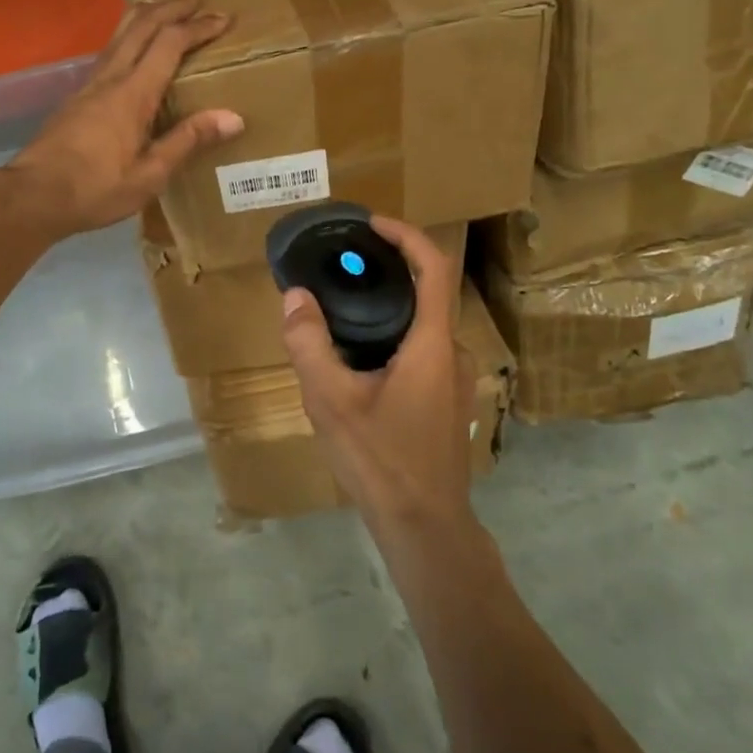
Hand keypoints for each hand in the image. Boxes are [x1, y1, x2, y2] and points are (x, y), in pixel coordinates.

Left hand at [7, 0, 242, 236]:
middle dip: (172, 8)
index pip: (169, 44)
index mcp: (133, 93)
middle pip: (141, 25)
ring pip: (120, 33)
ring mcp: (90, 83)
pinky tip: (134, 48)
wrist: (33, 194)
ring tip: (166, 9)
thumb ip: (188, 141)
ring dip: (147, 15)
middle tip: (198, 0)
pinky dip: (130, 35)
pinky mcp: (77, 95)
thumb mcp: (150, 174)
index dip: (197, 27)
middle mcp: (111, 77)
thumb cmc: (96, 189)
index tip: (223, 18)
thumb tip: (233, 117)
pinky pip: (110, 49)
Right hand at [280, 218, 476, 536]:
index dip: (406, 236)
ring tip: (345, 305)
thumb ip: (309, 344)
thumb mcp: (331, 400)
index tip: (372, 225)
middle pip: (428, 293)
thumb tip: (295, 297)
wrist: (425, 527)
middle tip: (345, 265)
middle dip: (390, 269)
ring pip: (425, 325)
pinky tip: (361, 354)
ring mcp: (457, 380)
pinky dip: (396, 332)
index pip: (433, 268)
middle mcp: (454, 354)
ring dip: (391, 305)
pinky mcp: (448, 400)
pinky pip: (424, 349)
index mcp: (433, 344)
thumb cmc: (381, 460)